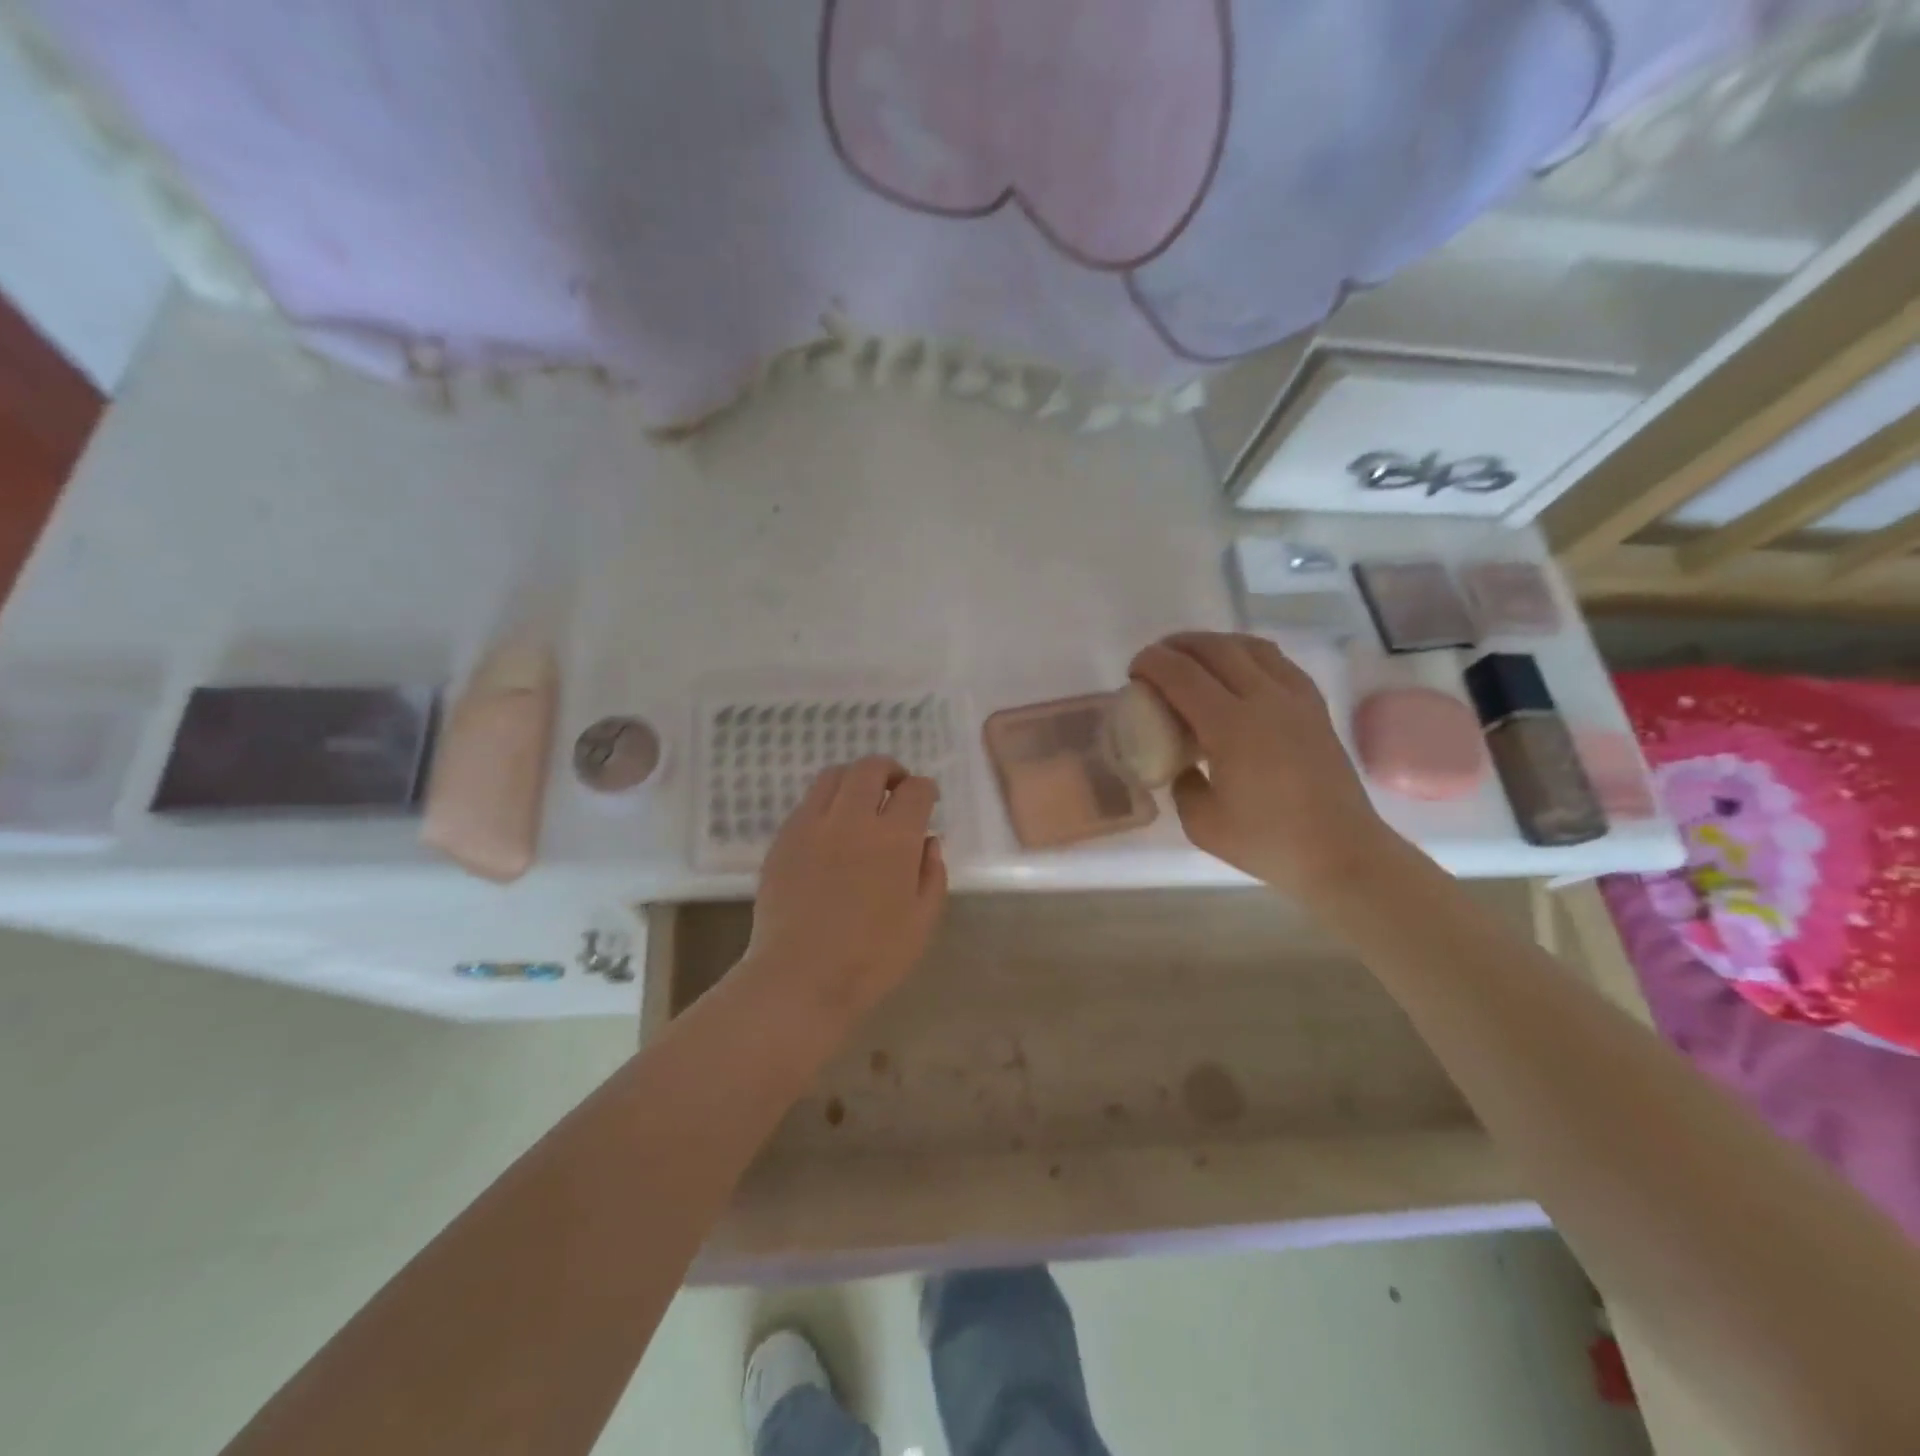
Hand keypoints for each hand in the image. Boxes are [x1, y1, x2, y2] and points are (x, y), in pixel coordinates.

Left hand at [744, 755, 947, 1020]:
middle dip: (890, 770)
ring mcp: (812, 825)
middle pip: (871, 768)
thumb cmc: (871, 958)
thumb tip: (928, 842)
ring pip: (834, 775)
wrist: (800, 978)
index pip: (916, 790)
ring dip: (855, 779)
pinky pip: (807, 802)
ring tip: (861, 800)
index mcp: (894, 839)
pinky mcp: (783, 839)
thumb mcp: (922, 921)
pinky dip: (826, 802)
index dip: (926, 790)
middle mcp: (852, 820)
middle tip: (896, 788)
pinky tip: (831, 828)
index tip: (927, 801)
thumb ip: (932, 874)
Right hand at [1129, 632, 1401, 900]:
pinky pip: (1278, 662)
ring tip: (1194, 659)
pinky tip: (1239, 672)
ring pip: (1250, 647)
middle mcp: (1264, 699)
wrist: (1342, 853)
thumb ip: (1182, 783)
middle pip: (1215, 648)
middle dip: (1178, 645)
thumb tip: (1183, 764)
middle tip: (1156, 661)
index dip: (1152, 663)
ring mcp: (1295, 699)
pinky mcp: (1315, 707)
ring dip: (1215, 644)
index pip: (1182, 674)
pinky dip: (1249, 655)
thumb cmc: (1268, 842)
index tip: (1134, 671)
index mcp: (1231, 726)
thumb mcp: (1201, 823)